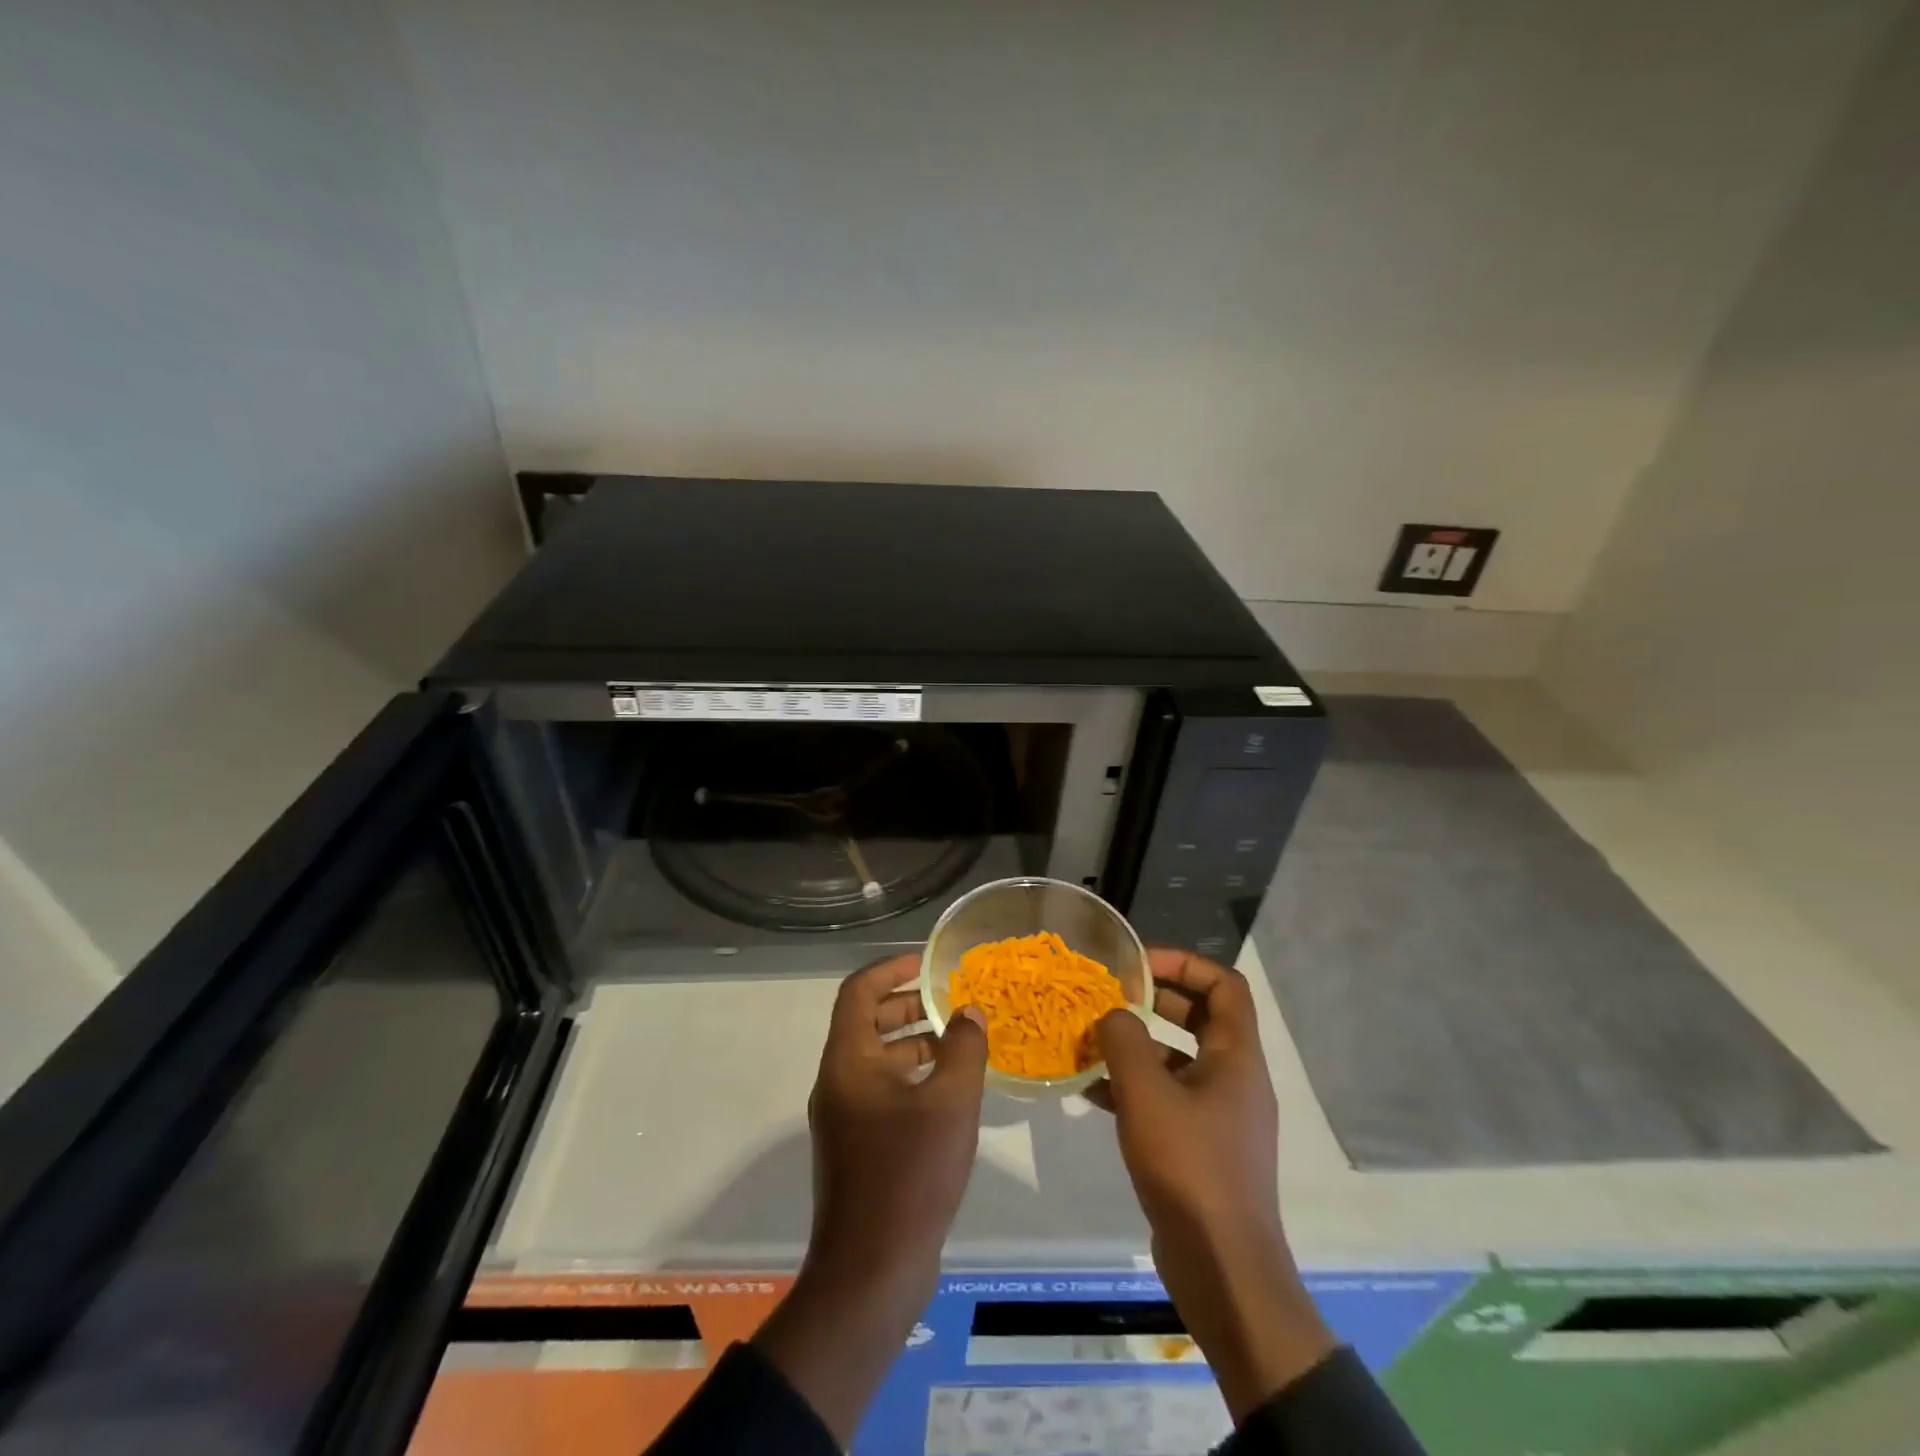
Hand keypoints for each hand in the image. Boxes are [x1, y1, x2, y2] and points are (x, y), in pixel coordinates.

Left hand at [755, 954, 987, 1443]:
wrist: (872, 1272)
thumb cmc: (910, 1174)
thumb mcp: (950, 1102)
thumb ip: (963, 1048)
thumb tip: (969, 1012)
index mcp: (848, 1061)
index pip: (859, 991)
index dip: (891, 968)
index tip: (929, 962)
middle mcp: (839, 1081)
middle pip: (868, 1022)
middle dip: (910, 1004)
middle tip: (952, 1000)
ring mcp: (846, 1116)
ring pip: (879, 1059)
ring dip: (916, 1042)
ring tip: (961, 1040)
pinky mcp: (858, 1146)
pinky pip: (885, 1092)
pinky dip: (914, 1077)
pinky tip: (952, 1089)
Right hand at [1092, 948, 1333, 1421]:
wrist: (1222, 1269)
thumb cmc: (1189, 1167)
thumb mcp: (1147, 1094)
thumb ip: (1125, 1041)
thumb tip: (1113, 1014)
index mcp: (1237, 1057)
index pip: (1224, 985)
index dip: (1184, 963)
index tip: (1138, 965)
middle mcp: (1233, 1079)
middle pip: (1200, 1018)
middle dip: (1154, 1001)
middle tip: (1109, 997)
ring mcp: (1219, 1115)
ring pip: (1177, 1060)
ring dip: (1137, 1046)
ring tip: (1090, 1041)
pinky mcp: (1200, 1147)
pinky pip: (1167, 1098)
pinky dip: (1134, 1087)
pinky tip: (1091, 1091)